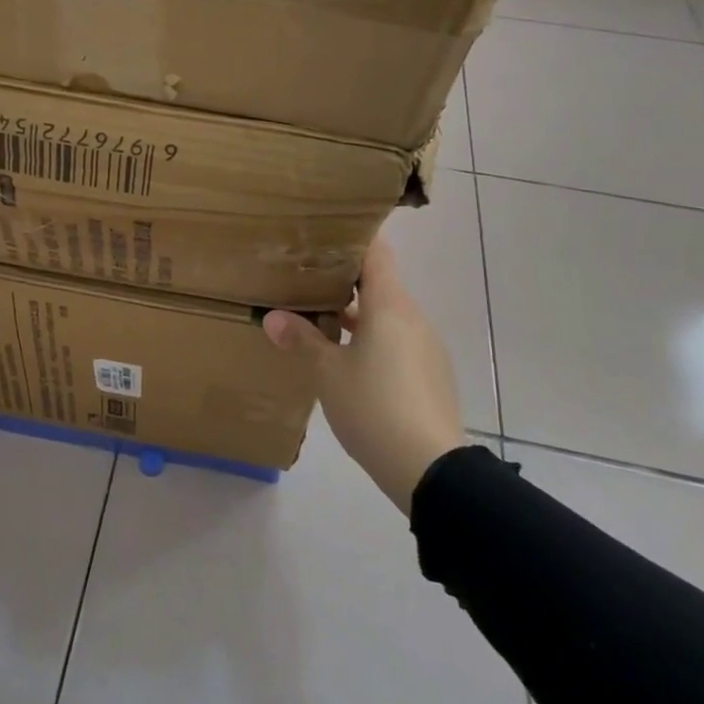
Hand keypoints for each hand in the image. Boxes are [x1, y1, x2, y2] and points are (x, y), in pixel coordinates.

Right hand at [263, 238, 464, 512]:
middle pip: (380, 283)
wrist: (431, 469)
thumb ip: (302, 340)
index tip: (324, 234)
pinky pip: (397, 342)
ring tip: (319, 318)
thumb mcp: (327, 373)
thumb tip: (273, 317)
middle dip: (345, 279)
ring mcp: (426, 347)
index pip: (376, 253)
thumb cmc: (374, 407)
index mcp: (389, 306)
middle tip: (307, 277)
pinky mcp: (430, 374)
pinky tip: (348, 360)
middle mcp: (412, 318)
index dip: (353, 239)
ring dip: (357, 314)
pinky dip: (373, 339)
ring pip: (387, 315)